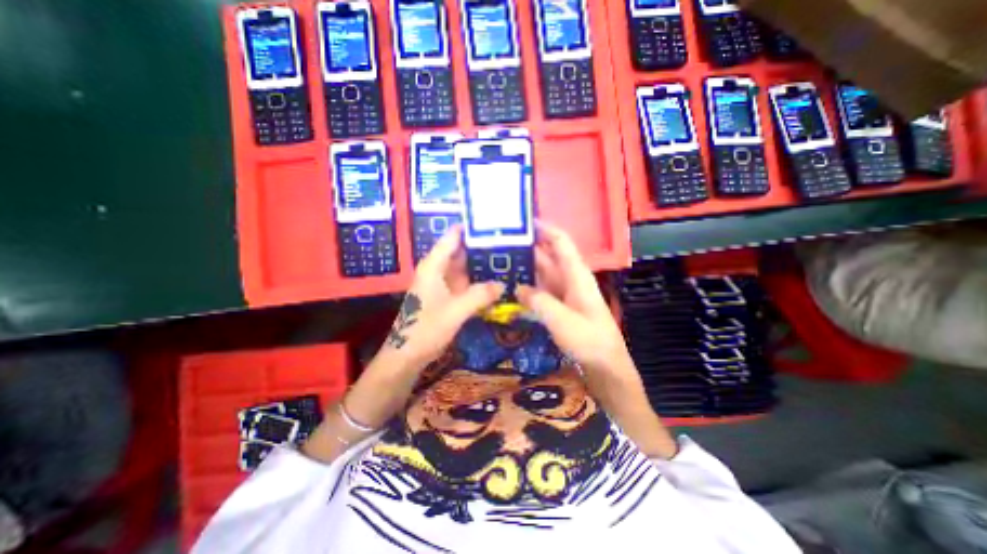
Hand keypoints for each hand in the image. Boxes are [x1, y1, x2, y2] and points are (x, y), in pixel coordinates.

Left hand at [384, 228, 504, 369]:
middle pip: (462, 250)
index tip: (494, 223)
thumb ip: (480, 295)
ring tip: (508, 257)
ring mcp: (443, 283)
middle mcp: (438, 269)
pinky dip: (479, 281)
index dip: (471, 228)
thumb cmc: (426, 329)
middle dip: (482, 246)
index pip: (453, 236)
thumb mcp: (455, 311)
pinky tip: (496, 281)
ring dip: (482, 264)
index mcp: (434, 265)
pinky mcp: (447, 296)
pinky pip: (466, 282)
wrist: (407, 355)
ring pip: (465, 267)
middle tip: (510, 242)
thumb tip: (503, 284)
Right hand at [514, 223, 627, 373]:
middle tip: (500, 244)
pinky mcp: (557, 305)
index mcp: (576, 274)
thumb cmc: (590, 340)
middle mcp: (569, 278)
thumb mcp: (563, 320)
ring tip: (499, 262)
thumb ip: (539, 301)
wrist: (604, 365)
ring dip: (524, 266)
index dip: (545, 228)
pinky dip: (526, 286)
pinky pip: (539, 290)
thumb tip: (518, 287)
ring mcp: (562, 292)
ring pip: (541, 272)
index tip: (523, 222)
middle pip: (547, 255)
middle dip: (527, 247)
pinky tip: (509, 287)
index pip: (561, 242)